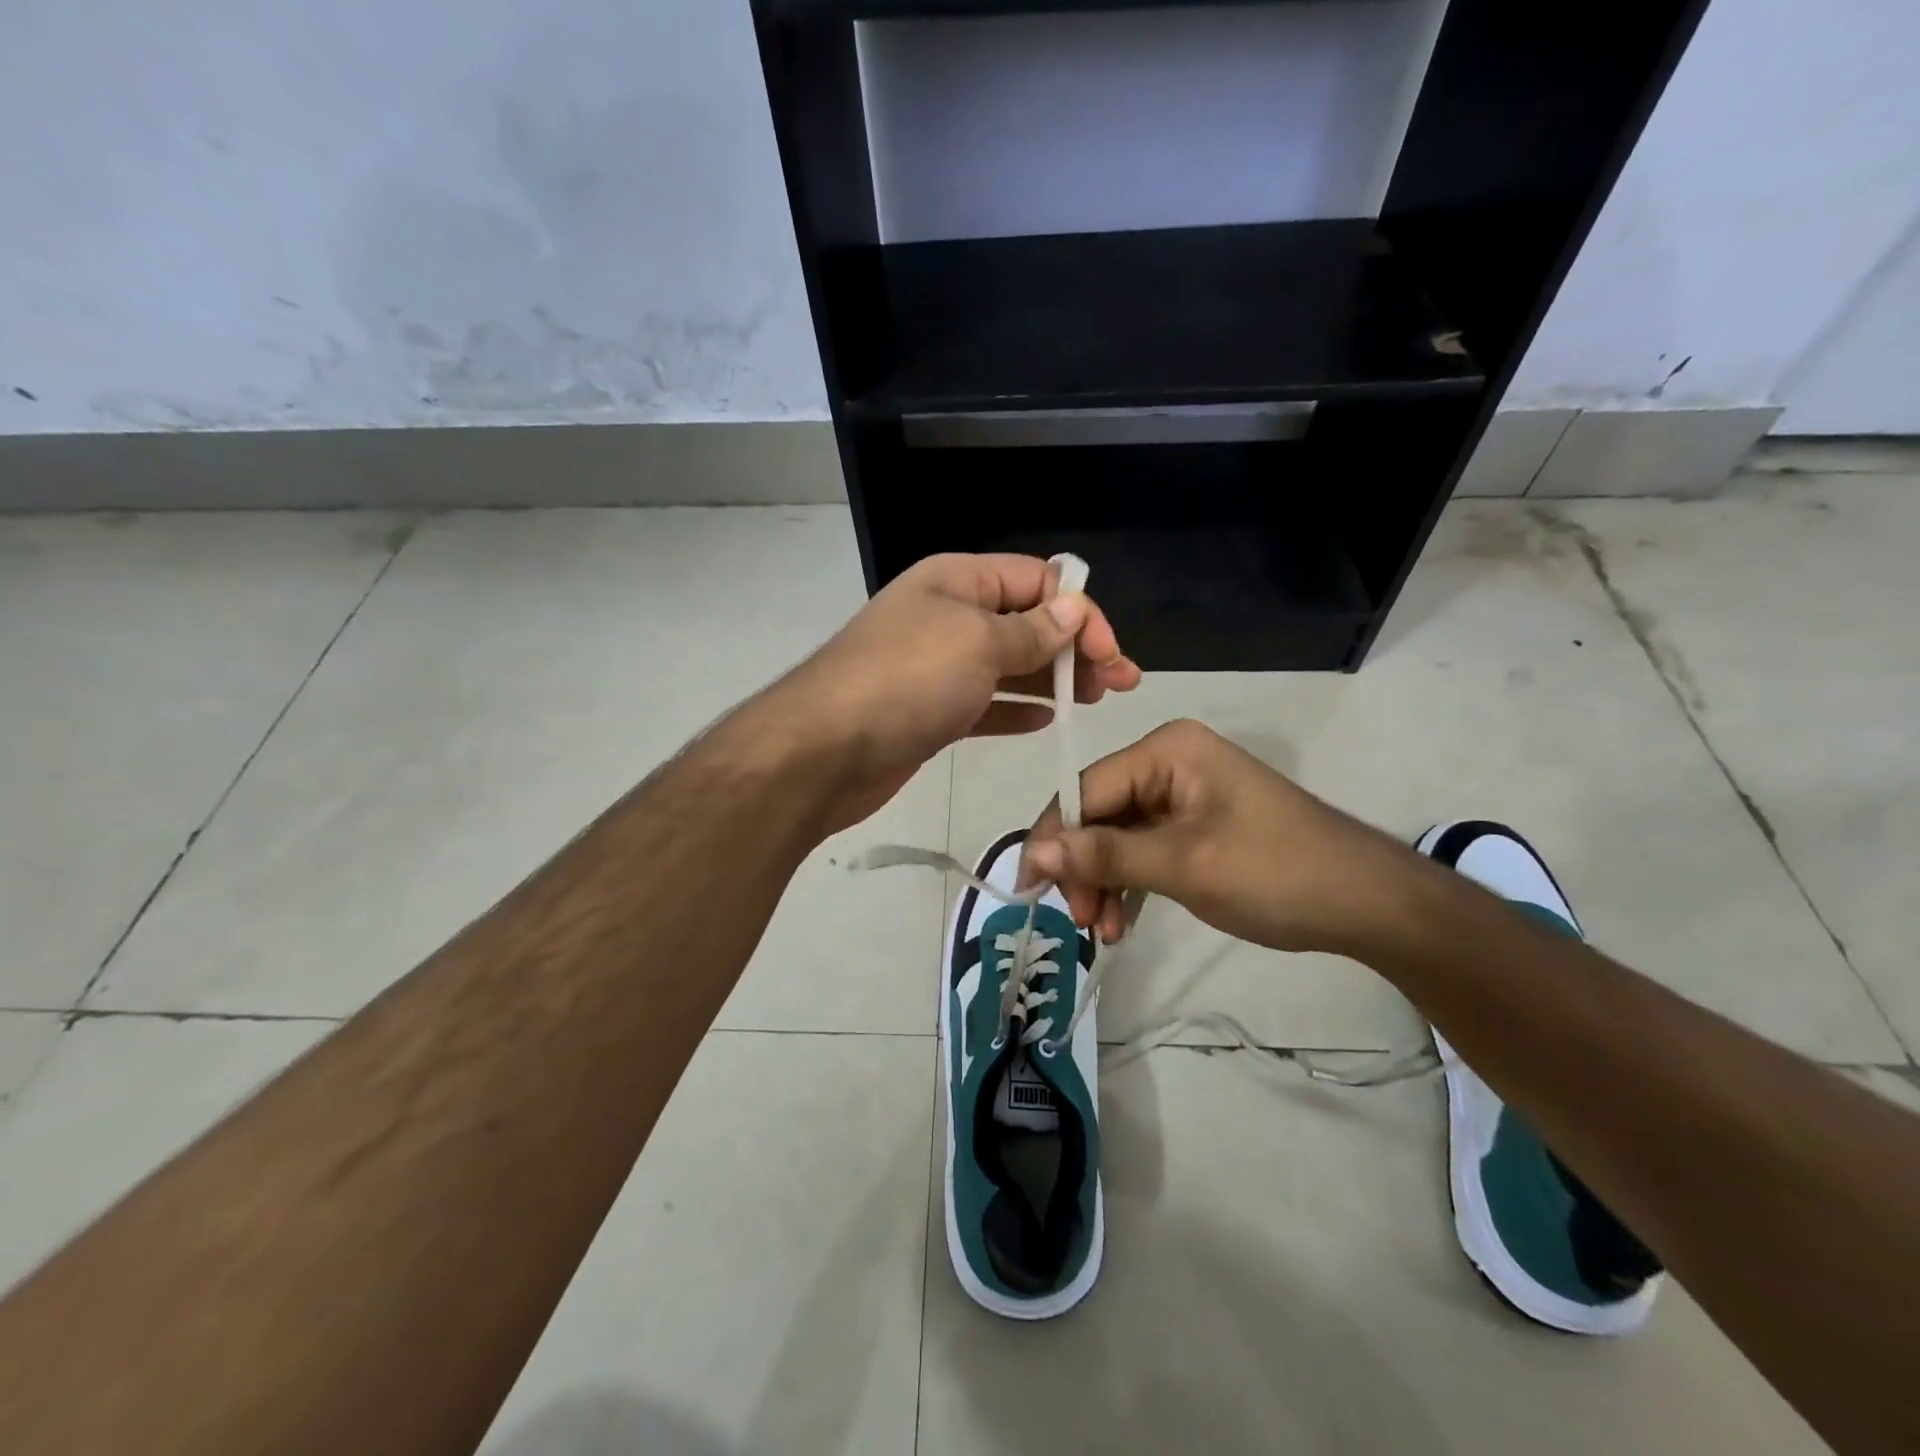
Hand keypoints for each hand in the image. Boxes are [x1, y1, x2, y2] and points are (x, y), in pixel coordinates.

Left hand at [773, 554, 1140, 829]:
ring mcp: (937, 667)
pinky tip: (1047, 721)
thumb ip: (1031, 630)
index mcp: (957, 581)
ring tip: (1095, 700)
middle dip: (1075, 647)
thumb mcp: (979, 642)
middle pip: (1026, 622)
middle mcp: (948, 616)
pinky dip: (1017, 708)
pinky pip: (986, 703)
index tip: (1110, 654)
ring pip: (1009, 665)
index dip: (1079, 611)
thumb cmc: (907, 680)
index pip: (1035, 580)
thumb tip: (1074, 610)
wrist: (823, 751)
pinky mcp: (931, 712)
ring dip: (1053, 678)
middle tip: (1118, 684)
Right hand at [1020, 719, 1426, 956]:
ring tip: (1103, 932)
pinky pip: (1143, 849)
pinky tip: (1121, 921)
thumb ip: (1107, 855)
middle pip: (1098, 813)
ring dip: (1103, 882)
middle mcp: (1169, 762)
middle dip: (1083, 867)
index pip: (1086, 788)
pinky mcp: (1194, 825)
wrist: (1368, 904)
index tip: (1030, 888)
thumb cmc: (1277, 872)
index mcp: (1166, 750)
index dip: (1054, 837)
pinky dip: (1129, 884)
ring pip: (1116, 836)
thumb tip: (1036, 853)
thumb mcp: (1185, 865)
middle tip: (1079, 921)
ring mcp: (1183, 794)